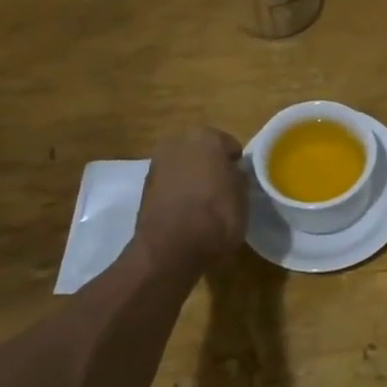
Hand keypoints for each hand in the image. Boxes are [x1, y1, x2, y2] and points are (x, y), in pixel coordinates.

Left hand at [134, 128, 247, 271]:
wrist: (170, 248)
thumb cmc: (216, 216)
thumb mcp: (243, 197)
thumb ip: (238, 177)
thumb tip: (233, 173)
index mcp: (208, 138)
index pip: (230, 145)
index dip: (236, 164)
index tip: (239, 181)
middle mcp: (179, 142)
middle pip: (202, 151)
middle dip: (210, 165)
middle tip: (221, 189)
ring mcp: (158, 163)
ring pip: (183, 165)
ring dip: (191, 177)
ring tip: (202, 203)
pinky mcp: (144, 186)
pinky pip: (169, 183)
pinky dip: (177, 191)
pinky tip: (185, 211)